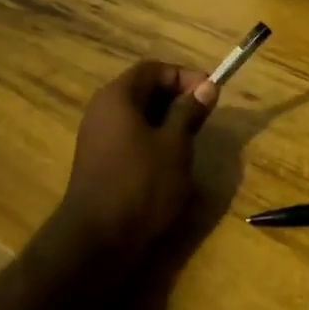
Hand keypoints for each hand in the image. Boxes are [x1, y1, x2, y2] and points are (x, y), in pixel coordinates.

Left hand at [54, 60, 216, 274]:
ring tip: (191, 141)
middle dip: (177, 99)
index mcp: (117, 97)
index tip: (211, 93)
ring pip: (138, 117)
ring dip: (167, 123)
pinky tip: (170, 163)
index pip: (153, 69)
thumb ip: (189, 112)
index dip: (184, 76)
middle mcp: (102, 111)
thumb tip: (207, 87)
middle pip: (143, 90)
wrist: (98, 240)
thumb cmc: (141, 184)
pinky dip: (153, 142)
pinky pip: (130, 139)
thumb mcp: (175, 145)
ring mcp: (97, 138)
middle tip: (204, 117)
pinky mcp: (99, 163)